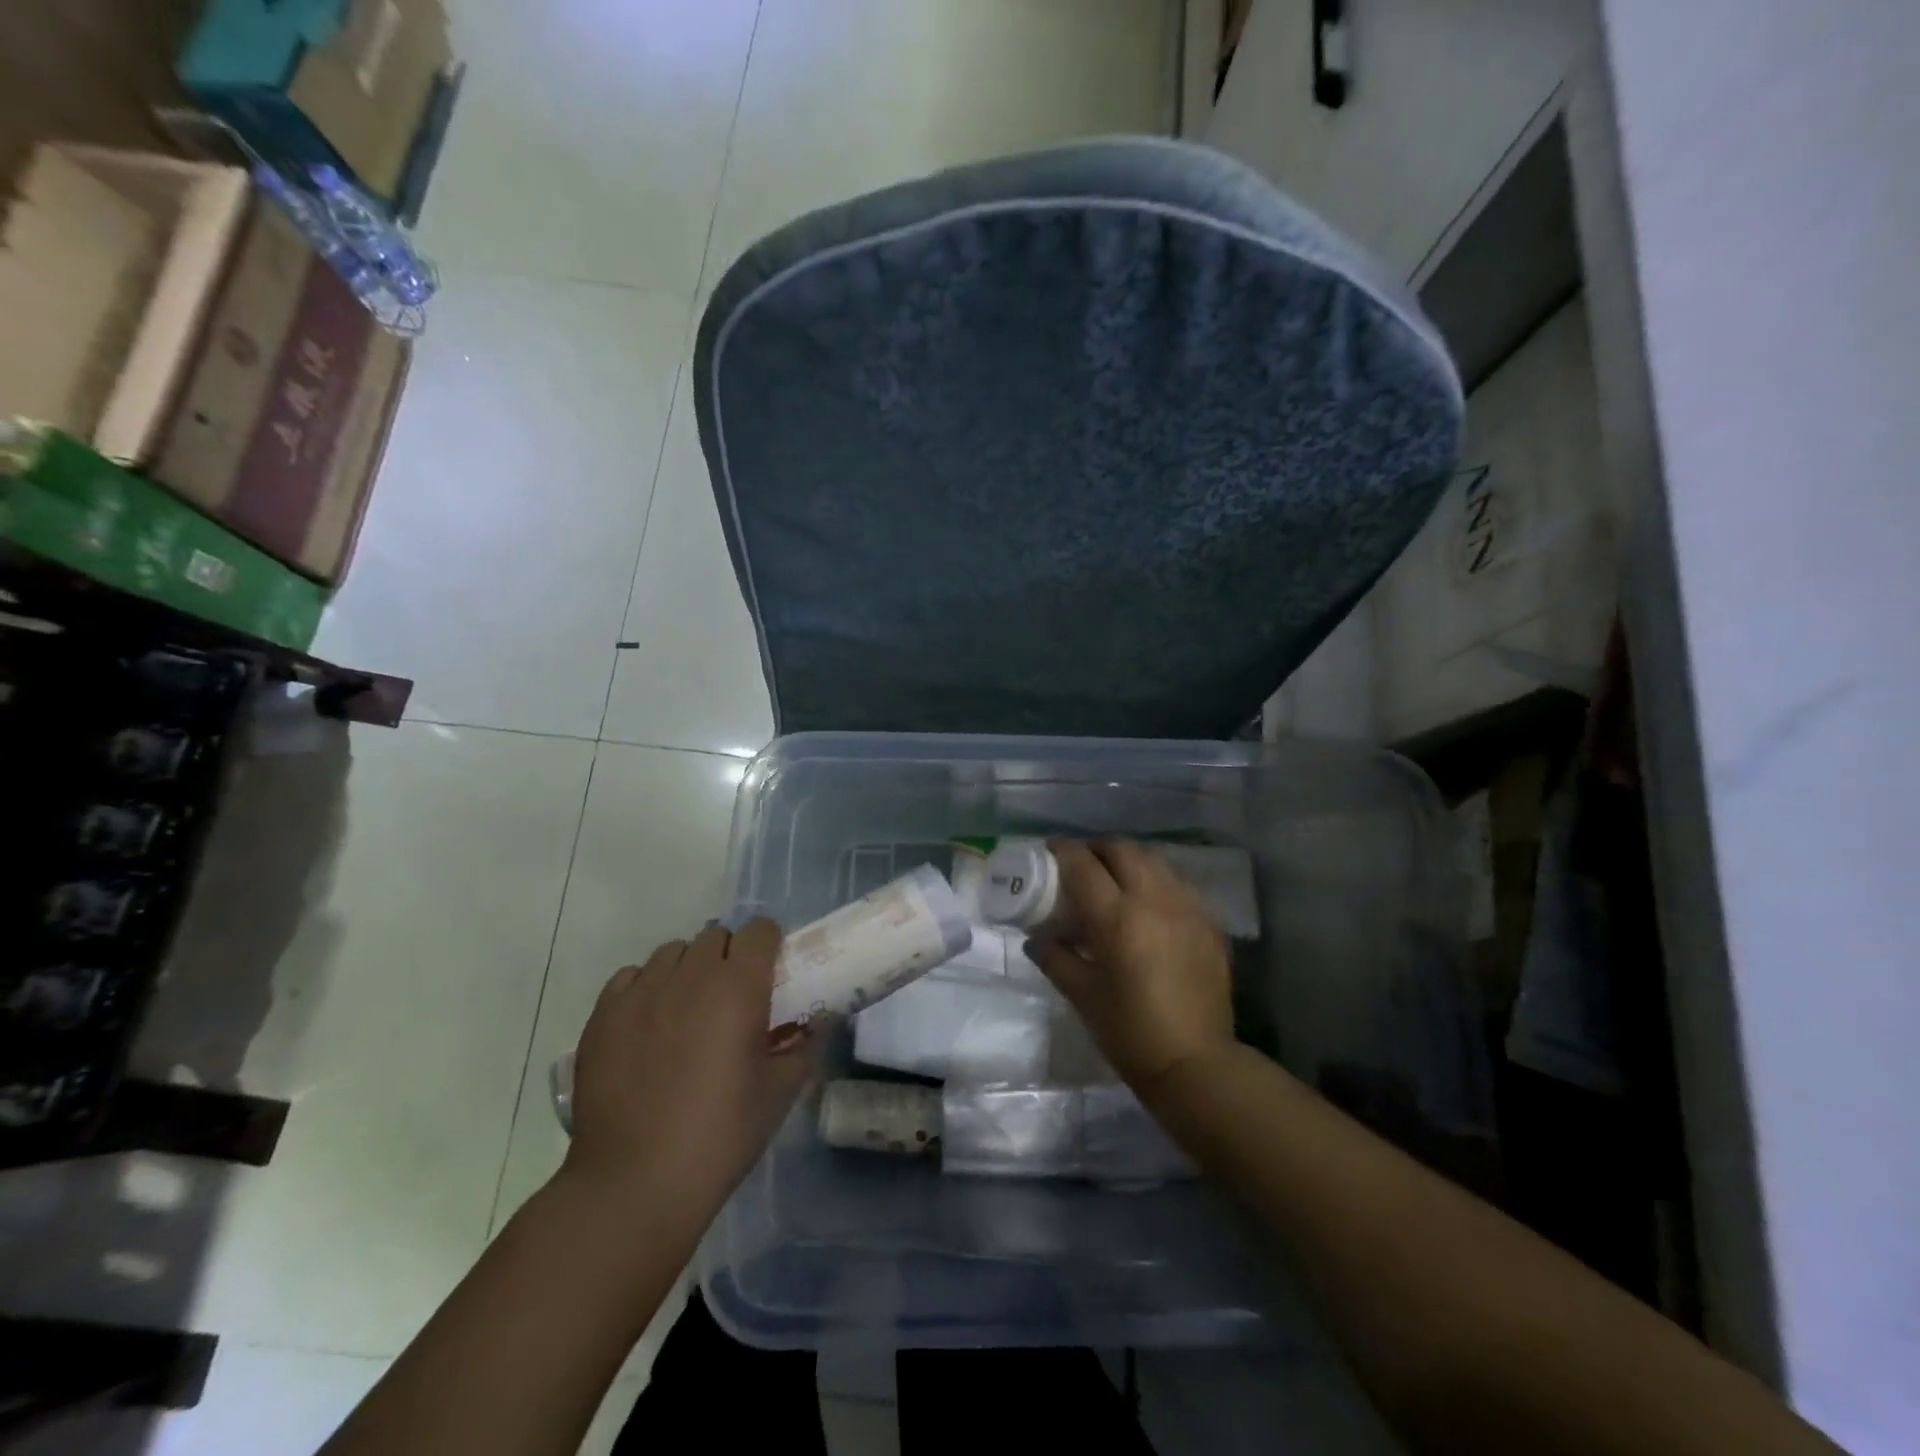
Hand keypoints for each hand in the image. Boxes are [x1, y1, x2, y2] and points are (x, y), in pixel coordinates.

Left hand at [560, 921, 818, 1228]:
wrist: (635, 1182)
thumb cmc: (720, 1135)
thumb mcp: (780, 1092)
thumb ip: (803, 1045)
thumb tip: (815, 1022)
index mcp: (739, 986)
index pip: (759, 930)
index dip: (768, 946)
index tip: (770, 974)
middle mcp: (691, 974)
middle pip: (716, 936)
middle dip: (729, 956)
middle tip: (732, 999)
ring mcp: (642, 991)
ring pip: (672, 953)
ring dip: (688, 969)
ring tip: (687, 1011)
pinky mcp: (604, 1013)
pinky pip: (632, 977)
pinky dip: (646, 988)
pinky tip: (649, 1025)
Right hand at [1028, 839, 1235, 1093]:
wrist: (1195, 1064)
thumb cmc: (1129, 1032)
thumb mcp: (1082, 995)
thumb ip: (1055, 957)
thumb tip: (1036, 938)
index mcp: (1117, 918)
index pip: (1083, 865)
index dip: (1064, 850)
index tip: (1050, 849)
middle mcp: (1154, 901)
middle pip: (1122, 850)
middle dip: (1098, 850)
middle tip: (1082, 866)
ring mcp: (1187, 909)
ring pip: (1155, 862)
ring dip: (1129, 862)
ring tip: (1116, 882)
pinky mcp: (1209, 924)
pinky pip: (1178, 886)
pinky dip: (1156, 884)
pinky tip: (1149, 909)